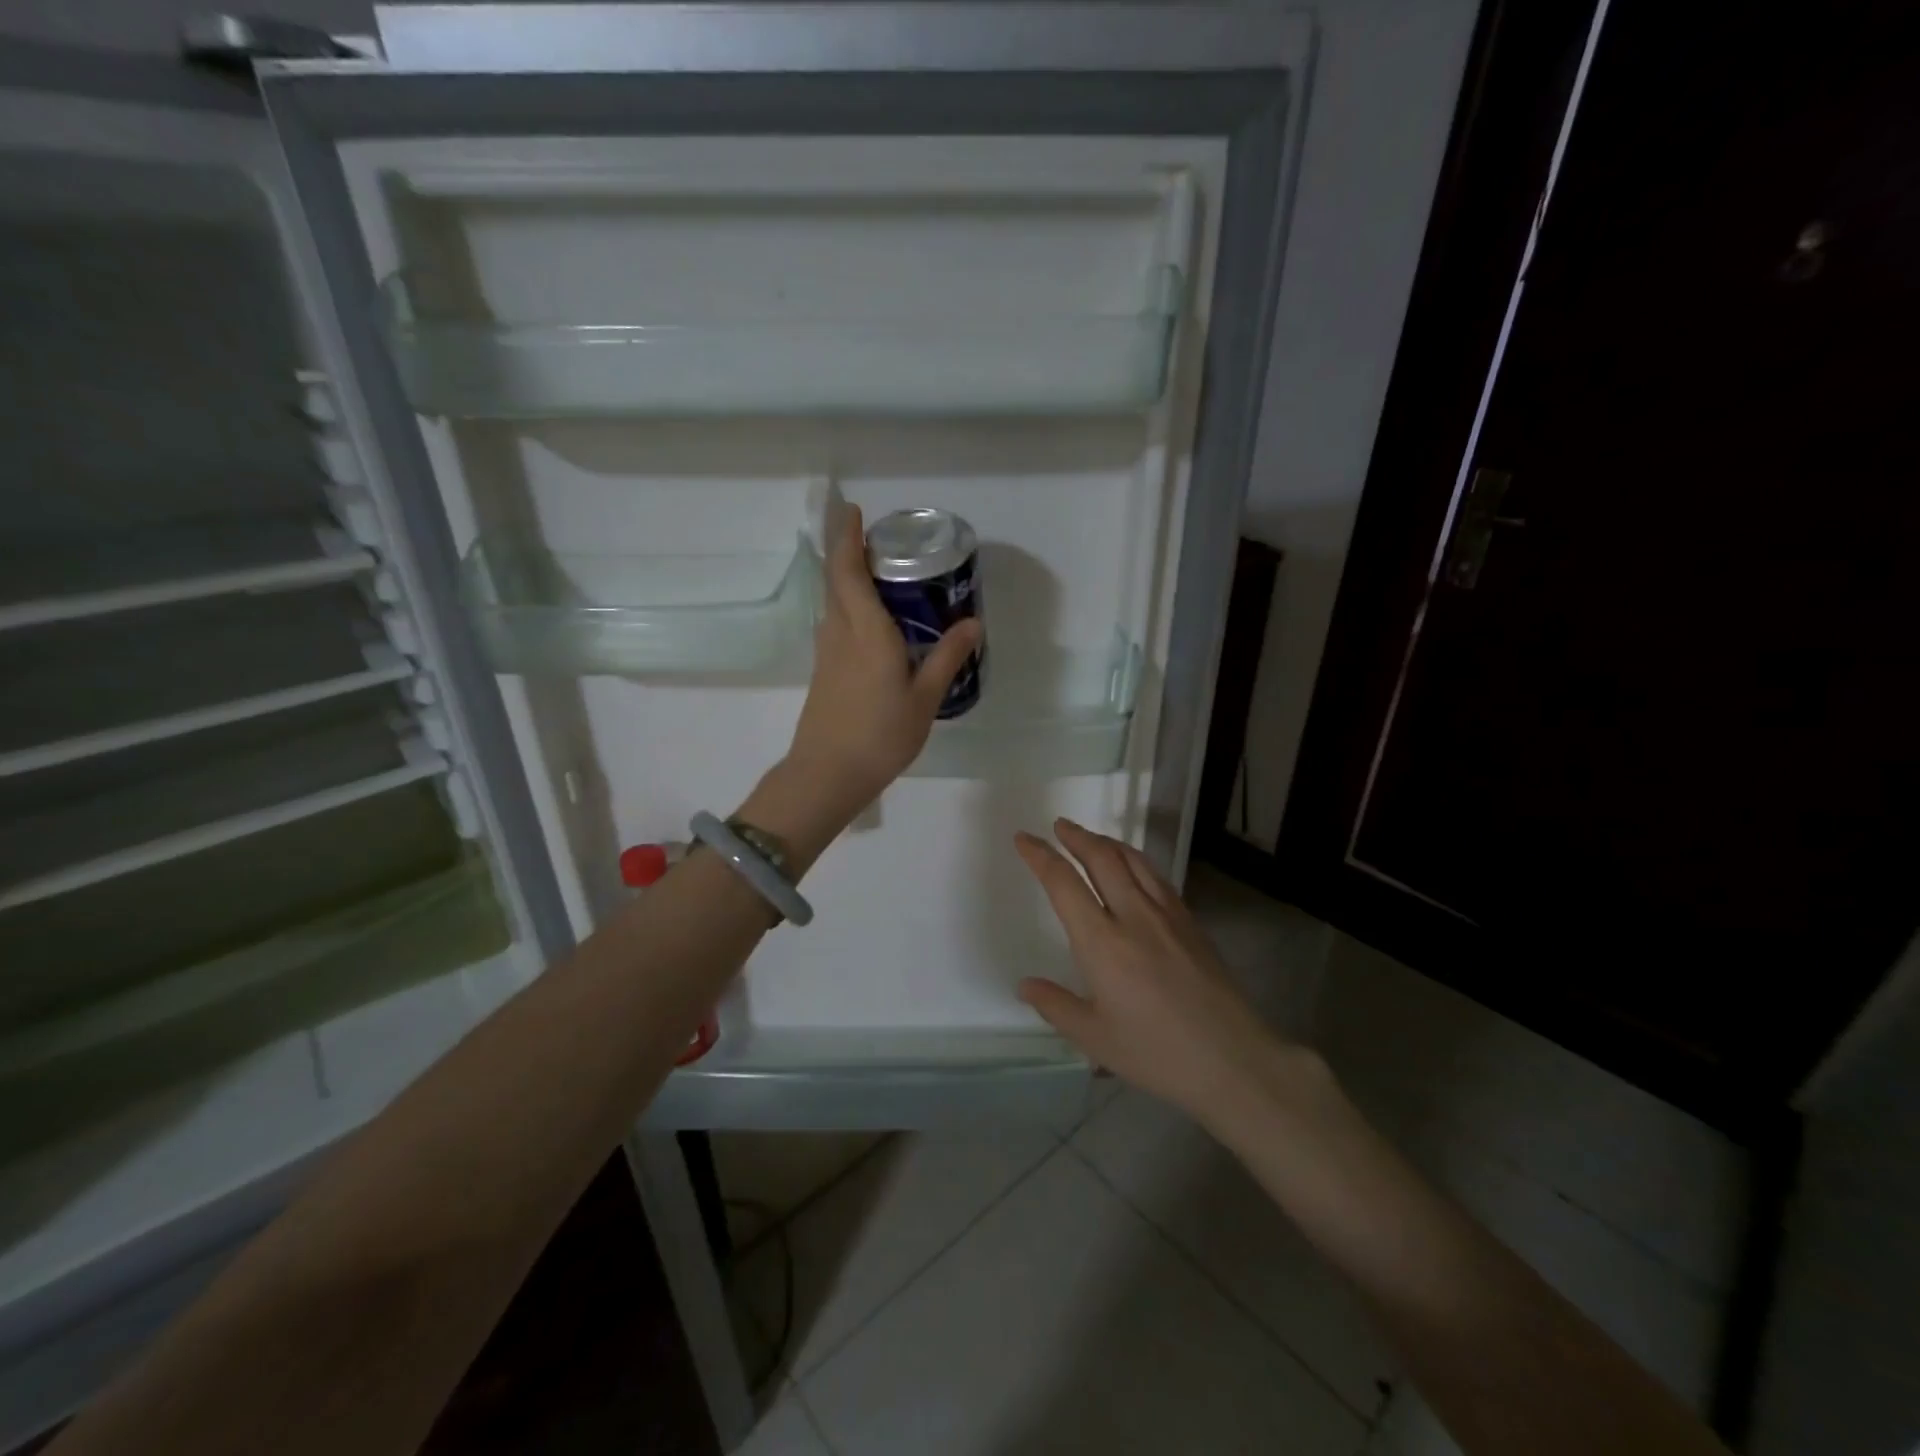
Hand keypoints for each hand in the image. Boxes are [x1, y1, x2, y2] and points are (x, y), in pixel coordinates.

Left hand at [784, 505, 981, 825]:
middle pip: (836, 580)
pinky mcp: (823, 671)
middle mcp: (840, 633)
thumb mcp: (924, 698)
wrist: (827, 774)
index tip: (854, 511)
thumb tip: (972, 624)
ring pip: (834, 602)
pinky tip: (873, 623)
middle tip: (879, 540)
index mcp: (866, 632)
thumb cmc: (880, 735)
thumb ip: (947, 658)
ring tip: (881, 575)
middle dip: (849, 551)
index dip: (847, 537)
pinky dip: (850, 607)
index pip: (848, 570)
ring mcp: (826, 653)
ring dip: (848, 579)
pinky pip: (836, 624)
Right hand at [1015, 819, 1292, 1127]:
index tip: (1023, 838)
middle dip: (1076, 836)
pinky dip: (1136, 861)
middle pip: (1102, 858)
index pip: (1063, 883)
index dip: (1040, 856)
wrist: (1232, 1059)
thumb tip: (1024, 985)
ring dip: (1107, 842)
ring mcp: (1167, 915)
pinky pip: (1157, 877)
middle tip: (1058, 825)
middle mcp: (1133, 916)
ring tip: (1091, 838)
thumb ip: (1056, 1006)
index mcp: (1102, 942)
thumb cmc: (1156, 1053)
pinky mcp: (1191, 922)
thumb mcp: (1095, 1038)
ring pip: (1133, 861)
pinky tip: (1134, 868)